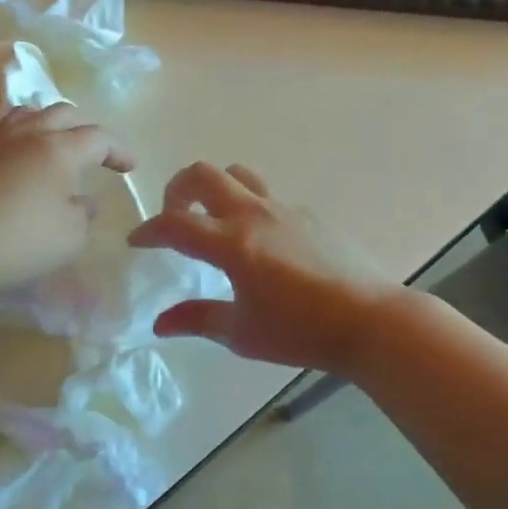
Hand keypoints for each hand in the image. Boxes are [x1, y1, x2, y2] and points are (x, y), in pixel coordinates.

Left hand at [0, 103, 134, 301]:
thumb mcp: (70, 236)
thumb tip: (82, 201)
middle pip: (62, 113)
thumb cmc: (20, 241)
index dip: (118, 150)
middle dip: (86, 129)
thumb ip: (83, 214)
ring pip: (28, 115)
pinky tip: (25, 163)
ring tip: (57, 145)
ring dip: (50, 124)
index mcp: (58, 149)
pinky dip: (25, 139)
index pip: (97, 137)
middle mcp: (27, 136)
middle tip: (97, 152)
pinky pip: (6, 134)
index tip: (130, 168)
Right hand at [128, 162, 400, 376]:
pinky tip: (261, 245)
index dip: (148, 230)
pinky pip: (269, 198)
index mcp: (232, 243)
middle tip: (173, 216)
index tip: (137, 241)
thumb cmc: (301, 332)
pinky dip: (250, 210)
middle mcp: (254, 215)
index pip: (174, 225)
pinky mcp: (310, 214)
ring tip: (213, 220)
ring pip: (238, 176)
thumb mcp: (242, 333)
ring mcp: (285, 209)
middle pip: (203, 175)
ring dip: (215, 189)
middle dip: (177, 189)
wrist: (370, 320)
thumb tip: (160, 323)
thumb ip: (197, 320)